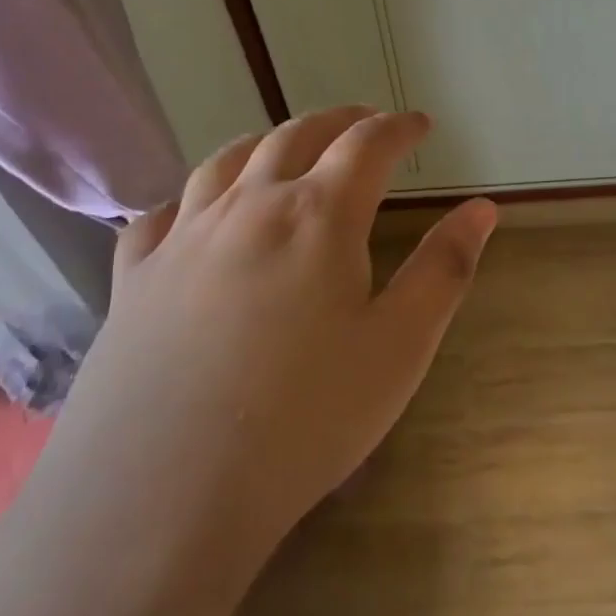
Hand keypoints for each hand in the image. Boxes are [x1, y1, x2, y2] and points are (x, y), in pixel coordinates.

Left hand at [34, 107, 495, 598]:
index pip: (368, 145)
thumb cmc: (304, 418)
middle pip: (296, 136)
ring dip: (267, 142)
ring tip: (287, 147)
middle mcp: (248, 206)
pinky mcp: (134, 277)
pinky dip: (190, 197)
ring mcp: (183, 237)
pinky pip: (161, 214)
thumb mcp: (400, 347)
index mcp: (318, 215)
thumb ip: (444, 269)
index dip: (399, 128)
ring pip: (227, 161)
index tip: (421, 124)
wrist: (162, 494)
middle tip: (363, 122)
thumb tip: (482, 208)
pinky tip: (196, 212)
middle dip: (338, 121)